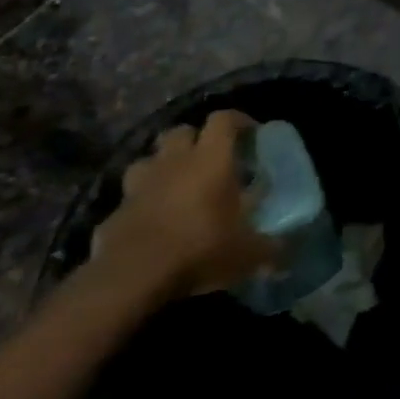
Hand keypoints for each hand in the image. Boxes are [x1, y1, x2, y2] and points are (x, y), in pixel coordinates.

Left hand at [90, 110, 277, 297]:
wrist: (131, 279)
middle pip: (181, 131)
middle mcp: (174, 162)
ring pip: (149, 159)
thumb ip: (270, 248)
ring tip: (176, 185)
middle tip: (211, 159)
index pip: (223, 119)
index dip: (239, 121)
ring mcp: (139, 186)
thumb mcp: (247, 253)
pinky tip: (152, 222)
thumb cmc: (200, 249)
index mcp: (211, 159)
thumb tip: (286, 255)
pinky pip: (129, 198)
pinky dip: (141, 204)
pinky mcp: (113, 213)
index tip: (251, 134)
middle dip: (195, 139)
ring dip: (163, 166)